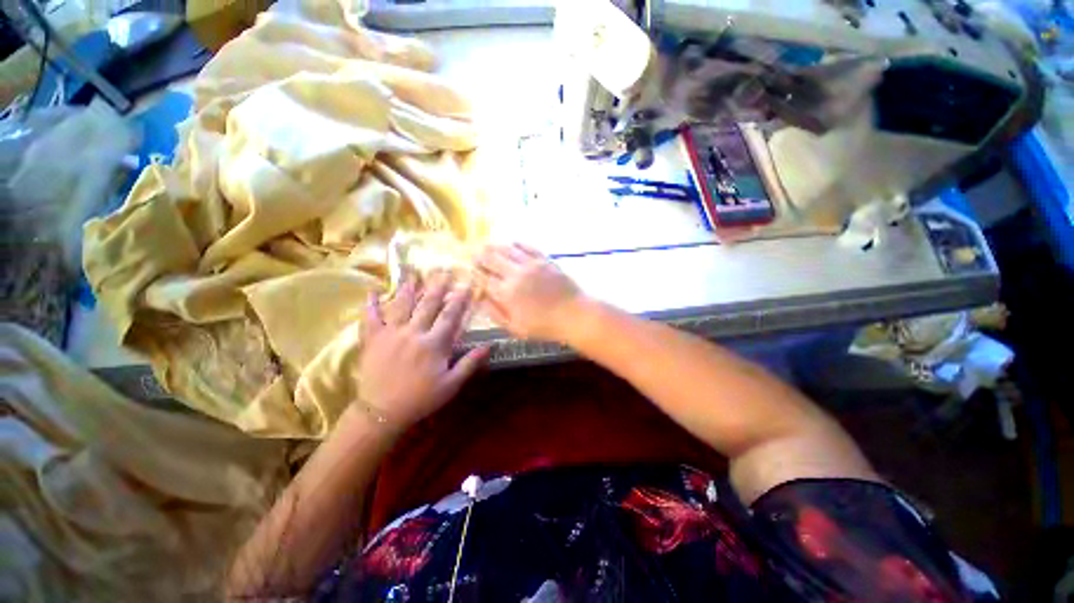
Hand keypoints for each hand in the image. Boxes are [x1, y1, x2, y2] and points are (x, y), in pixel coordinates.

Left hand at [359, 273, 488, 427]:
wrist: (382, 412)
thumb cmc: (421, 398)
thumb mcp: (451, 385)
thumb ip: (470, 363)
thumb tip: (489, 345)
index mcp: (434, 344)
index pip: (450, 315)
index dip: (460, 299)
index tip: (467, 284)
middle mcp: (414, 333)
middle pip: (428, 305)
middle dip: (438, 286)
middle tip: (444, 271)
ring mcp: (391, 334)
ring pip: (402, 306)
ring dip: (409, 289)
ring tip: (414, 273)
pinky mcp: (373, 340)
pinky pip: (370, 318)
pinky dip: (370, 305)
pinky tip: (372, 292)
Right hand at [476, 244, 584, 341]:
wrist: (574, 315)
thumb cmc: (544, 326)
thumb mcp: (515, 328)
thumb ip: (496, 313)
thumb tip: (481, 299)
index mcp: (506, 293)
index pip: (483, 279)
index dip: (475, 274)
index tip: (471, 272)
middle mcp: (515, 274)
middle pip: (491, 259)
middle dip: (480, 257)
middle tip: (475, 256)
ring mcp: (531, 264)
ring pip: (506, 249)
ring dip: (494, 246)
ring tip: (487, 246)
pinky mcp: (544, 259)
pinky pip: (527, 246)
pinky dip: (516, 243)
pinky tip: (512, 243)